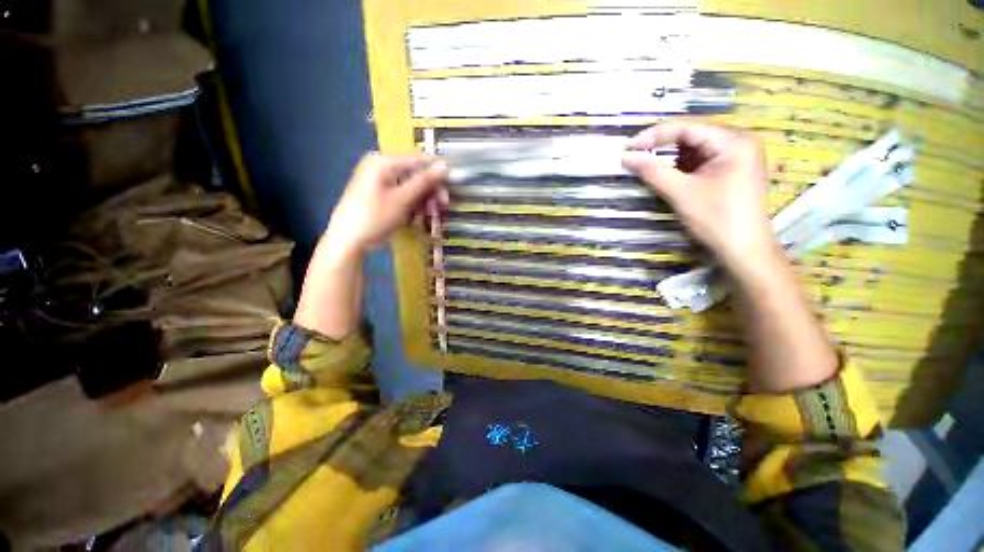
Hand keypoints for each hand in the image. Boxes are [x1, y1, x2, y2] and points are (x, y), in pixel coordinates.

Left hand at [324, 153, 448, 255]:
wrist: (348, 240)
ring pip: (411, 189)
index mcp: (384, 162)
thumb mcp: (403, 199)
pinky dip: (411, 208)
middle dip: (429, 194)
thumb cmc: (375, 217)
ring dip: (422, 204)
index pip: (419, 161)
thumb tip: (444, 165)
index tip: (450, 190)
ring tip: (424, 220)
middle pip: (416, 176)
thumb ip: (424, 181)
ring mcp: (380, 181)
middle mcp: (382, 167)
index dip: (437, 175)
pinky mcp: (379, 195)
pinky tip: (413, 221)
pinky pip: (402, 196)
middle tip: (441, 209)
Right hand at [622, 122, 778, 277]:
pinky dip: (677, 169)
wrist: (742, 250)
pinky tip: (661, 175)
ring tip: (643, 166)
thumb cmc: (716, 219)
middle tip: (634, 156)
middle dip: (660, 147)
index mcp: (733, 141)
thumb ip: (653, 172)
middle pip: (690, 137)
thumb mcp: (682, 193)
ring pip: (691, 151)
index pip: (687, 128)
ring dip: (667, 159)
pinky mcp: (725, 172)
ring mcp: (732, 158)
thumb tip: (626, 157)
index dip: (655, 135)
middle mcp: (735, 143)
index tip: (629, 148)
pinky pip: (696, 163)